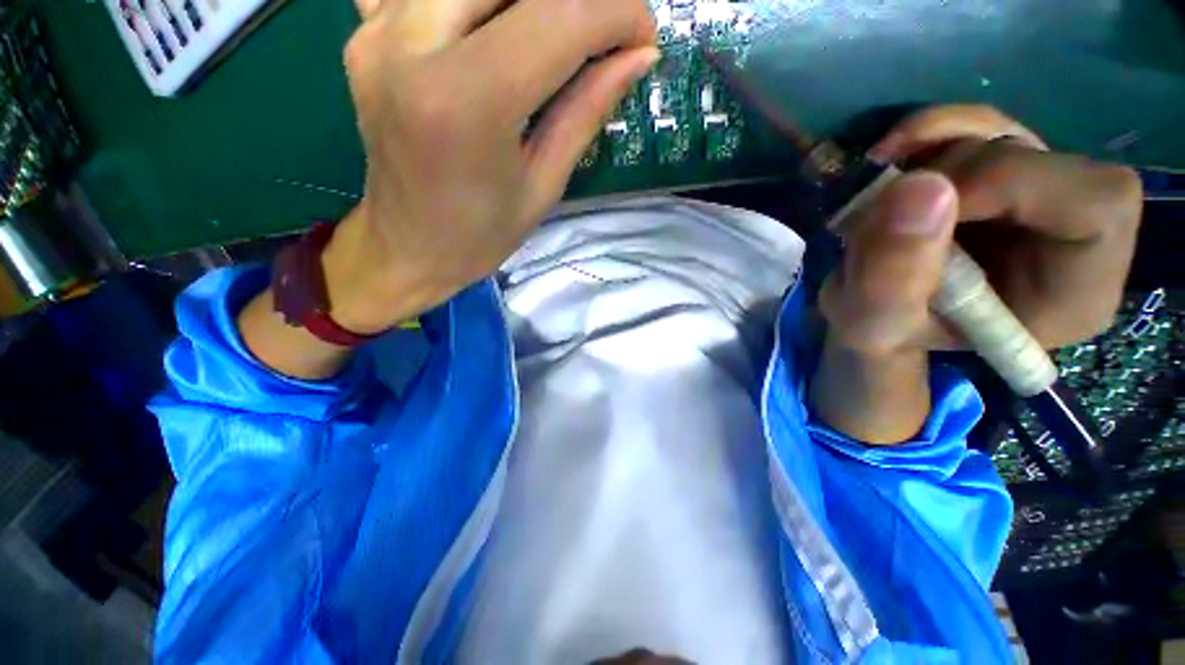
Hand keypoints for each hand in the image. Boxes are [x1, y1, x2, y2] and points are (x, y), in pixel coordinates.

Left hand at [324, 0, 657, 333]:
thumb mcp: (544, 185)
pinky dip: (474, 6)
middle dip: (576, 3)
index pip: (558, 17)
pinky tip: (491, 36)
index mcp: (465, 101)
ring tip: (554, 42)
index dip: (615, 14)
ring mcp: (377, 31)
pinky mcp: (364, 33)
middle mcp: (409, 45)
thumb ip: (586, 111)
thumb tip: (638, 56)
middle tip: (601, 37)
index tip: (643, 39)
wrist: (407, 248)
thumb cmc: (481, 235)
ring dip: (528, 5)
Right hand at [810, 105, 1142, 444]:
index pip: (1096, 205)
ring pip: (1007, 135)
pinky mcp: (1001, 172)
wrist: (873, 311)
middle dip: (952, 175)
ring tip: (875, 195)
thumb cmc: (881, 331)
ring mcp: (1040, 196)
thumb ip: (892, 277)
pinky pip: (979, 124)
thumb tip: (919, 187)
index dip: (1014, 184)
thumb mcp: (872, 325)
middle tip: (884, 210)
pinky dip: (927, 132)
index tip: (926, 207)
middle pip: (1046, 162)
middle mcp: (1074, 236)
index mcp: (1074, 292)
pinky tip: (890, 159)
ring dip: (929, 153)